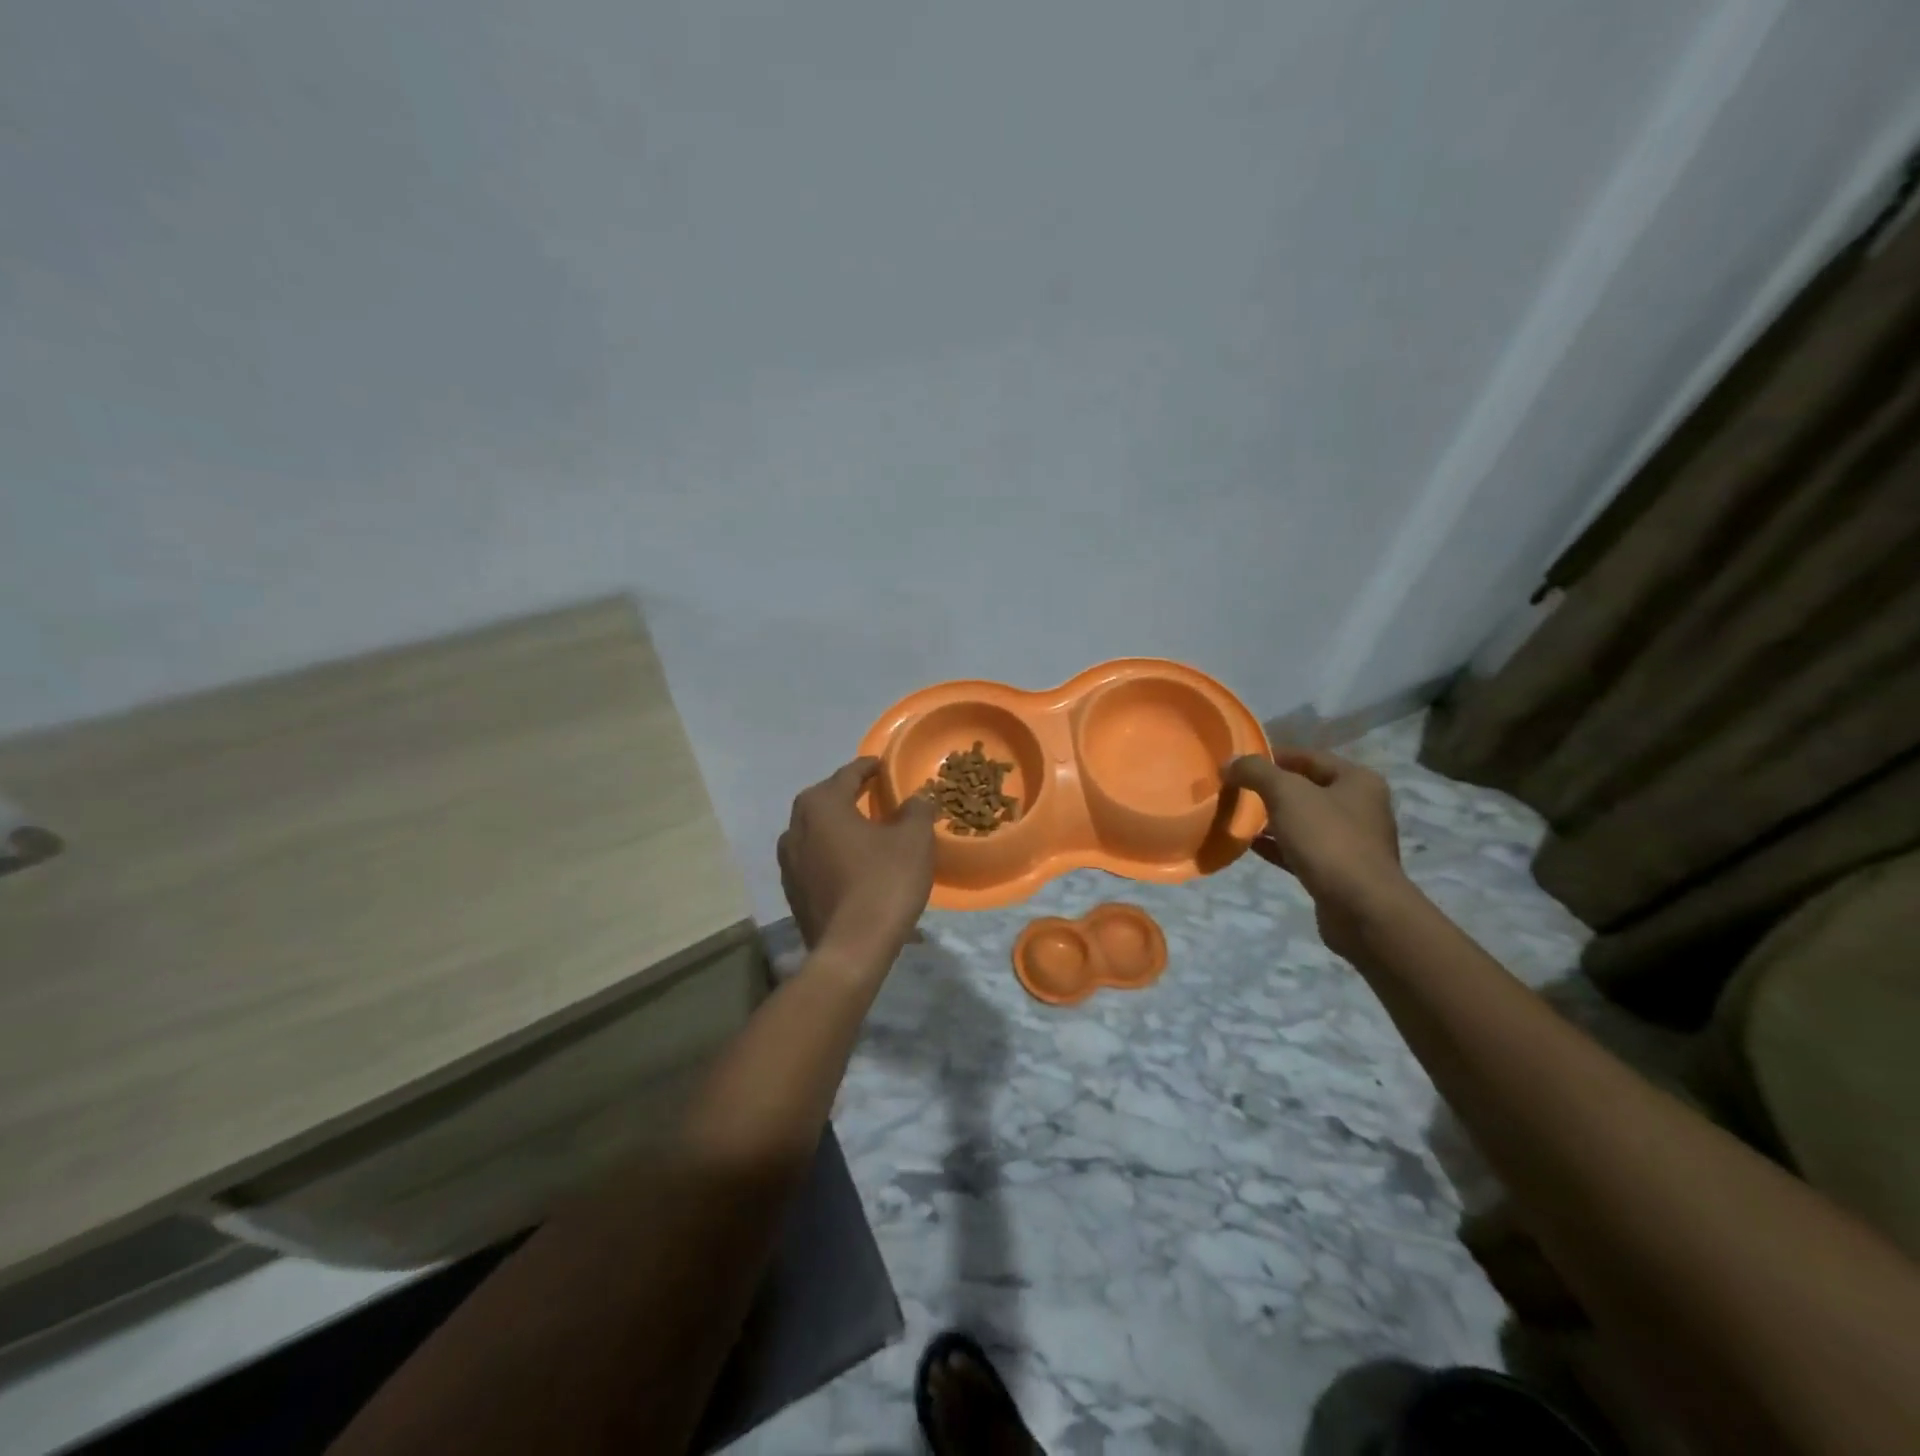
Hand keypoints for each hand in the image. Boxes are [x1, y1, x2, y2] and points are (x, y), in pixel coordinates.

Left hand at [778, 758, 934, 966]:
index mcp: (821, 804)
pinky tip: (854, 867)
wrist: (852, 949)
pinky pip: (816, 860)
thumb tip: (917, 798)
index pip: (849, 774)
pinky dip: (834, 855)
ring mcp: (789, 862)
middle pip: (827, 800)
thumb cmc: (884, 882)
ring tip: (867, 833)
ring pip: (818, 832)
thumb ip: (916, 810)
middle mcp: (795, 826)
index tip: (886, 767)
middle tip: (878, 797)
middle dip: (851, 796)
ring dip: (840, 828)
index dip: (870, 768)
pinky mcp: (792, 891)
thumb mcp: (914, 839)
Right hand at [1224, 747, 1409, 962]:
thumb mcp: (1287, 794)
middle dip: (1269, 789)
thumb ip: (1256, 772)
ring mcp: (1350, 842)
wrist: (1361, 909)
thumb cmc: (1328, 840)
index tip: (1239, 763)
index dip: (1272, 756)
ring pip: (1302, 821)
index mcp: (1357, 781)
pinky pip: (1300, 850)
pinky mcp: (1337, 872)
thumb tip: (1230, 763)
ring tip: (1237, 817)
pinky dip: (1276, 846)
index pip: (1309, 757)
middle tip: (1234, 790)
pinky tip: (1249, 845)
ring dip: (1271, 819)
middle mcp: (1359, 807)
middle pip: (1305, 789)